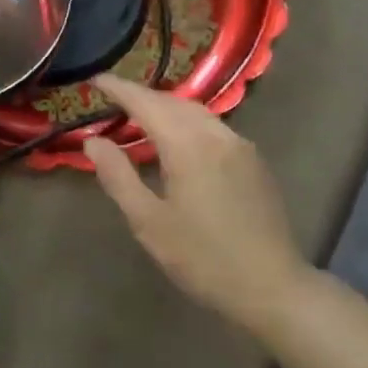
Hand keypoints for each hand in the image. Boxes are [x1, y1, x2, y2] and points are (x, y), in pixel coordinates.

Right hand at [84, 73, 309, 331]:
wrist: (274, 288)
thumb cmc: (203, 259)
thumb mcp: (149, 222)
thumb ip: (118, 176)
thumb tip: (93, 141)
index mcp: (187, 145)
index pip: (146, 103)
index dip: (119, 88)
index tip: (95, 79)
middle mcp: (215, 134)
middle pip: (172, 101)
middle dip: (141, 95)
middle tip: (113, 98)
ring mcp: (240, 145)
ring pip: (195, 111)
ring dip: (165, 107)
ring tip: (141, 116)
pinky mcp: (253, 160)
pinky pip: (213, 126)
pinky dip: (187, 121)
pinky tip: (179, 139)